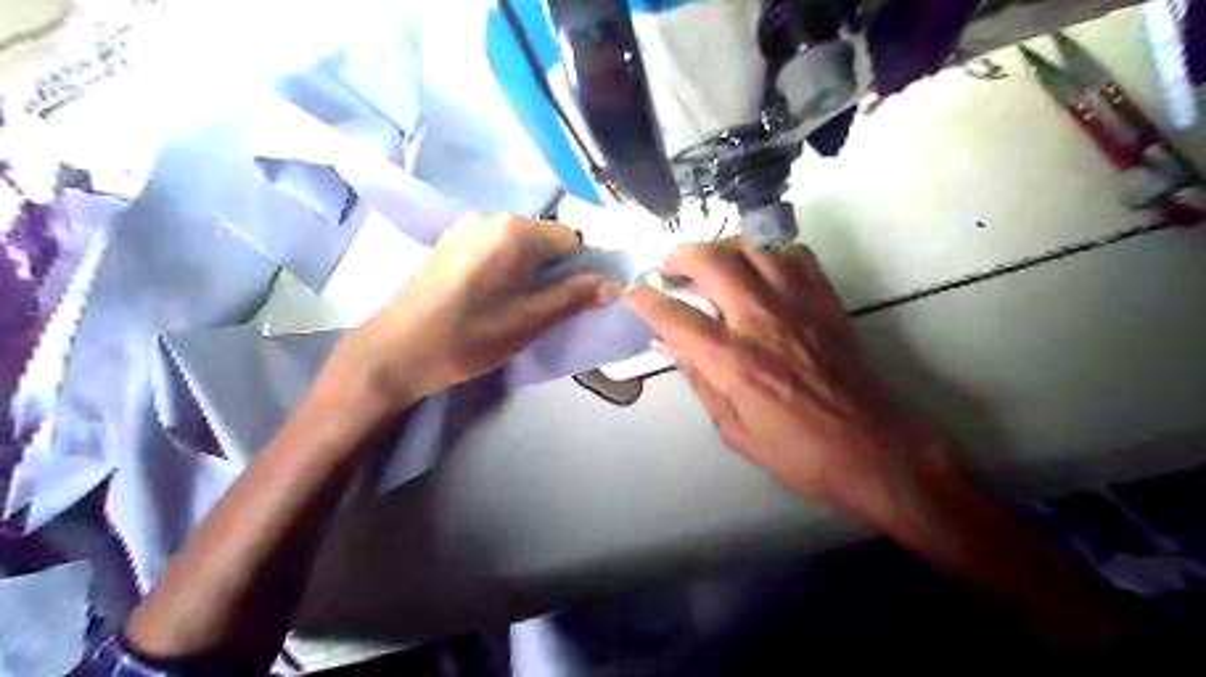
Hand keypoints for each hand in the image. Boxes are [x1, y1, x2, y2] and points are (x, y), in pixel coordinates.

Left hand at [334, 213, 615, 409]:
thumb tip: (612, 285)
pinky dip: (505, 268)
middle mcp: (491, 216)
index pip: (572, 240)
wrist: (395, 351)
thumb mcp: (529, 321)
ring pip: (519, 245)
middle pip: (544, 239)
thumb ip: (573, 297)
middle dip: (552, 271)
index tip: (569, 302)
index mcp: (515, 231)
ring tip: (512, 306)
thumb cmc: (468, 337)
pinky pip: (495, 247)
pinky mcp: (449, 241)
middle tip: (540, 309)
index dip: (578, 271)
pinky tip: (488, 297)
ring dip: (528, 271)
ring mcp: (466, 226)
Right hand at [633, 240, 961, 532]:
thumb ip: (699, 379)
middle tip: (669, 267)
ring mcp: (798, 304)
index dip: (645, 300)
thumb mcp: (733, 429)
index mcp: (734, 362)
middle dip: (680, 256)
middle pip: (711, 262)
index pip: (675, 316)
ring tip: (712, 265)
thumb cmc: (798, 453)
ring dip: (723, 249)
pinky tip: (762, 272)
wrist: (873, 448)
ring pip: (753, 247)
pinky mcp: (826, 300)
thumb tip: (668, 345)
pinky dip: (769, 254)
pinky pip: (794, 255)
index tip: (633, 294)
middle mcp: (761, 321)